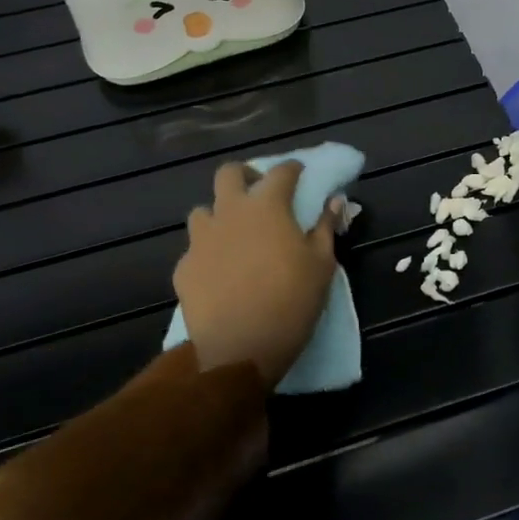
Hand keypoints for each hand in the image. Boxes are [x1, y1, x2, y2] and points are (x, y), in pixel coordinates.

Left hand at [175, 160, 339, 388]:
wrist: (239, 350)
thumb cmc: (291, 302)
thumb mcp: (322, 264)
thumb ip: (326, 227)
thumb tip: (334, 201)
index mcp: (267, 207)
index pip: (281, 172)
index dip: (293, 169)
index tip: (300, 174)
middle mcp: (229, 213)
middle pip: (229, 173)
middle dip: (245, 175)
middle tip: (260, 193)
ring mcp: (201, 240)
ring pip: (204, 211)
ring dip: (220, 215)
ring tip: (236, 235)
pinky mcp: (184, 268)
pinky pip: (195, 249)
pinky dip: (209, 252)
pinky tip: (220, 273)